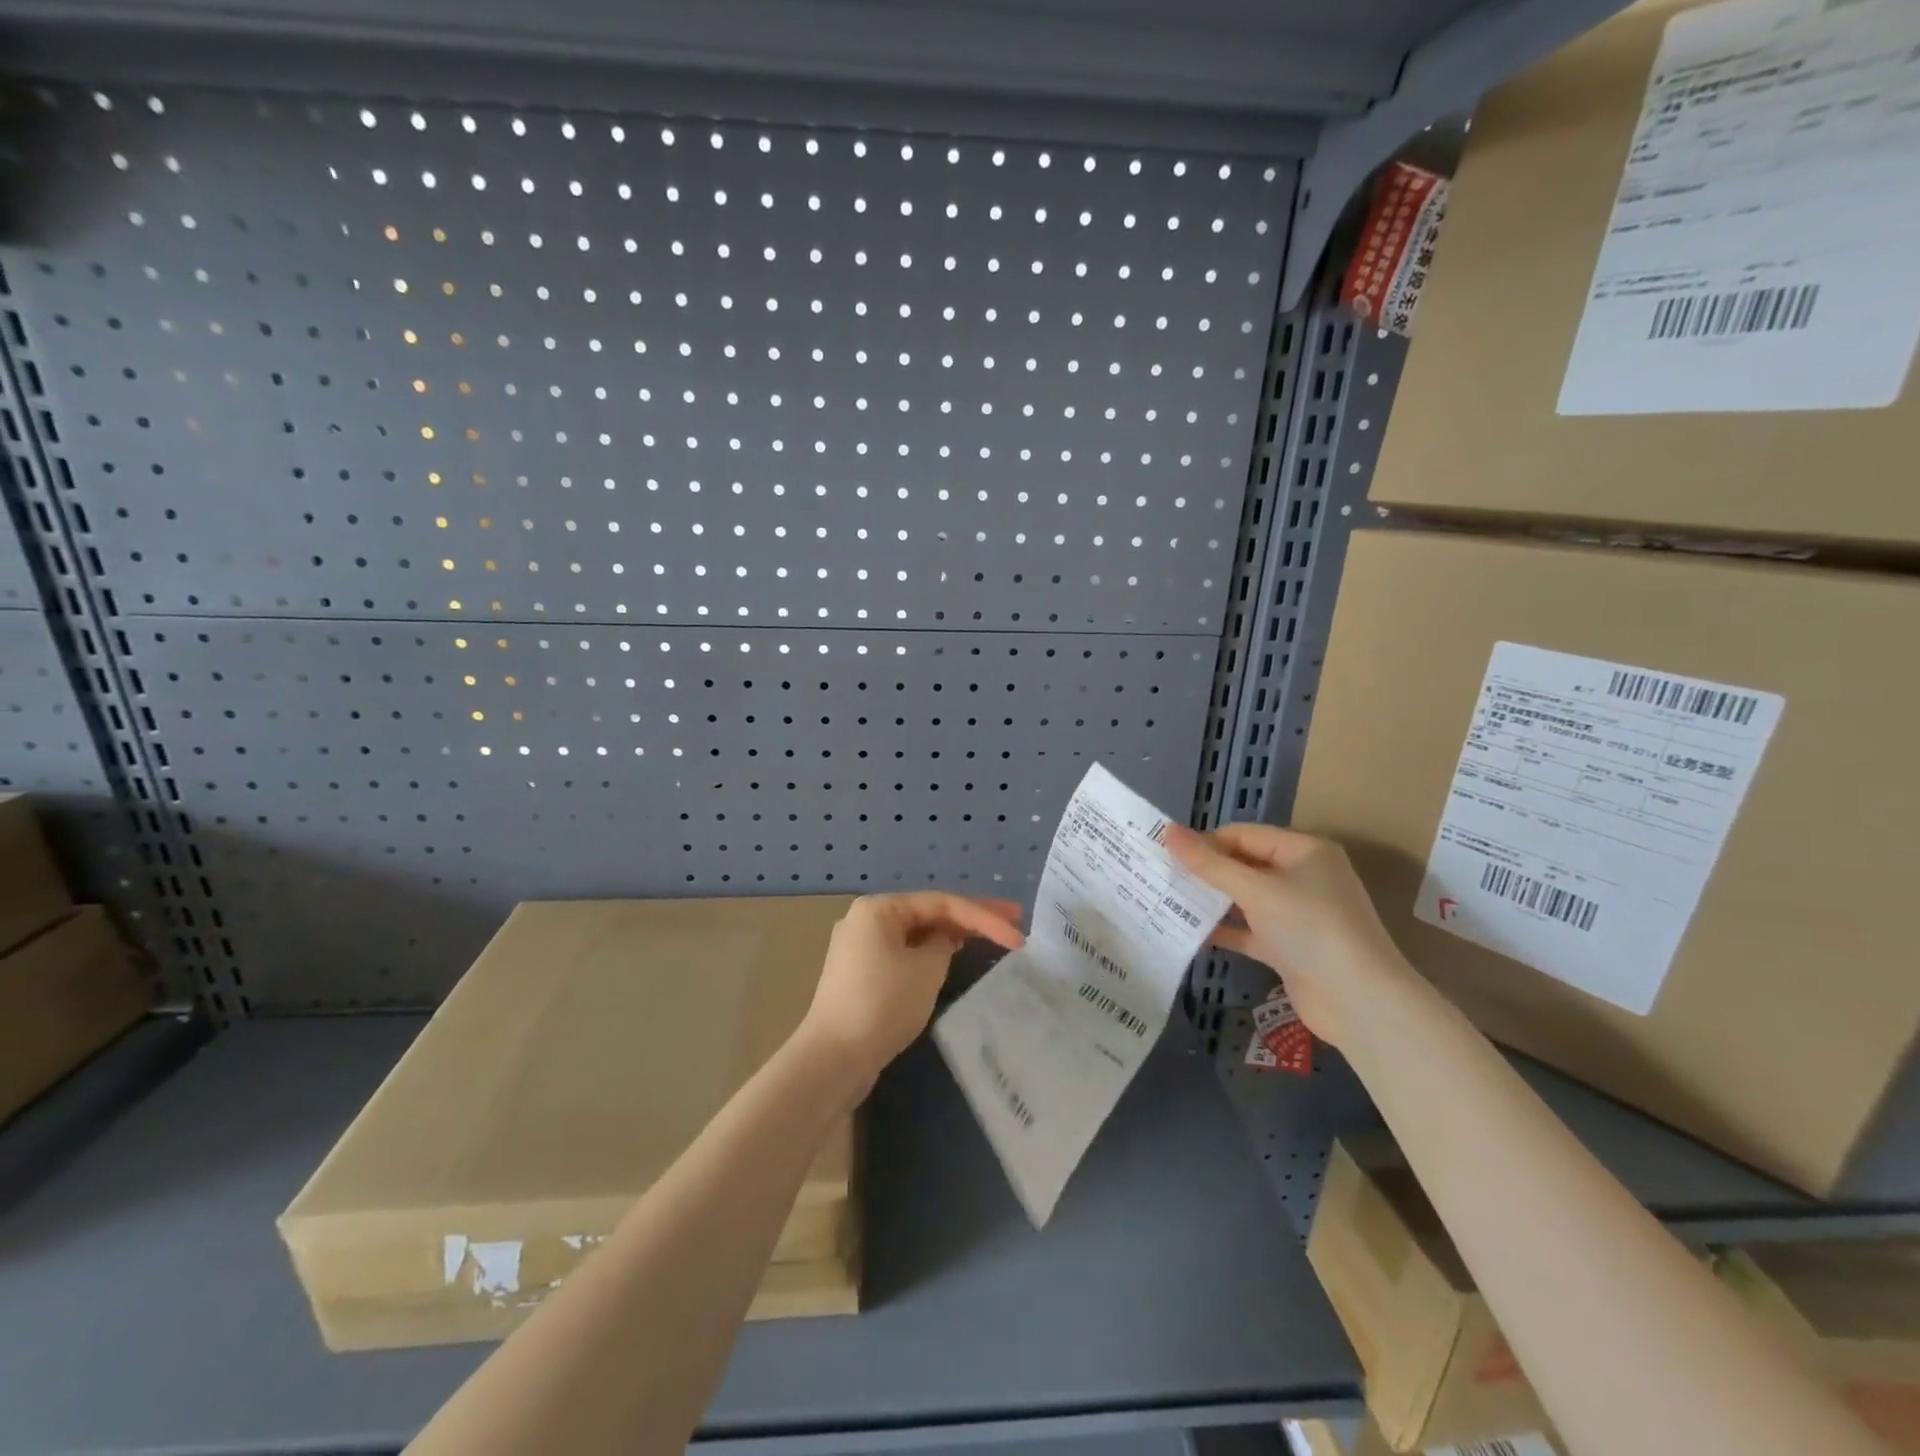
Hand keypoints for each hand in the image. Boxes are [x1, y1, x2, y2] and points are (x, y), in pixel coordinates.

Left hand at [802, 893, 1025, 1086]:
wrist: (833, 1059)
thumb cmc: (882, 1004)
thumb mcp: (925, 970)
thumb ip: (944, 945)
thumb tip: (946, 939)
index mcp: (879, 908)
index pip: (942, 903)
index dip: (984, 916)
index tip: (1017, 935)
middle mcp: (867, 920)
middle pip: (929, 913)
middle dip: (971, 918)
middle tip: (1014, 921)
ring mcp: (861, 948)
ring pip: (917, 934)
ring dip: (952, 935)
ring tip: (991, 937)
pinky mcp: (862, 975)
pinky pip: (905, 953)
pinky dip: (932, 954)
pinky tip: (954, 957)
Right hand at [1165, 824, 1413, 1048]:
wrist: (1359, 1002)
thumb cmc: (1310, 929)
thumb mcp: (1256, 890)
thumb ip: (1209, 864)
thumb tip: (1168, 831)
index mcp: (1303, 851)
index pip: (1244, 835)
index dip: (1206, 842)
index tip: (1166, 854)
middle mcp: (1302, 877)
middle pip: (1243, 865)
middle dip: (1205, 871)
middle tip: (1161, 875)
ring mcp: (1297, 914)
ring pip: (1244, 899)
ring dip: (1211, 901)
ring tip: (1167, 900)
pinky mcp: (1289, 947)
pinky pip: (1249, 930)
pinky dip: (1224, 930)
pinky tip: (1190, 933)